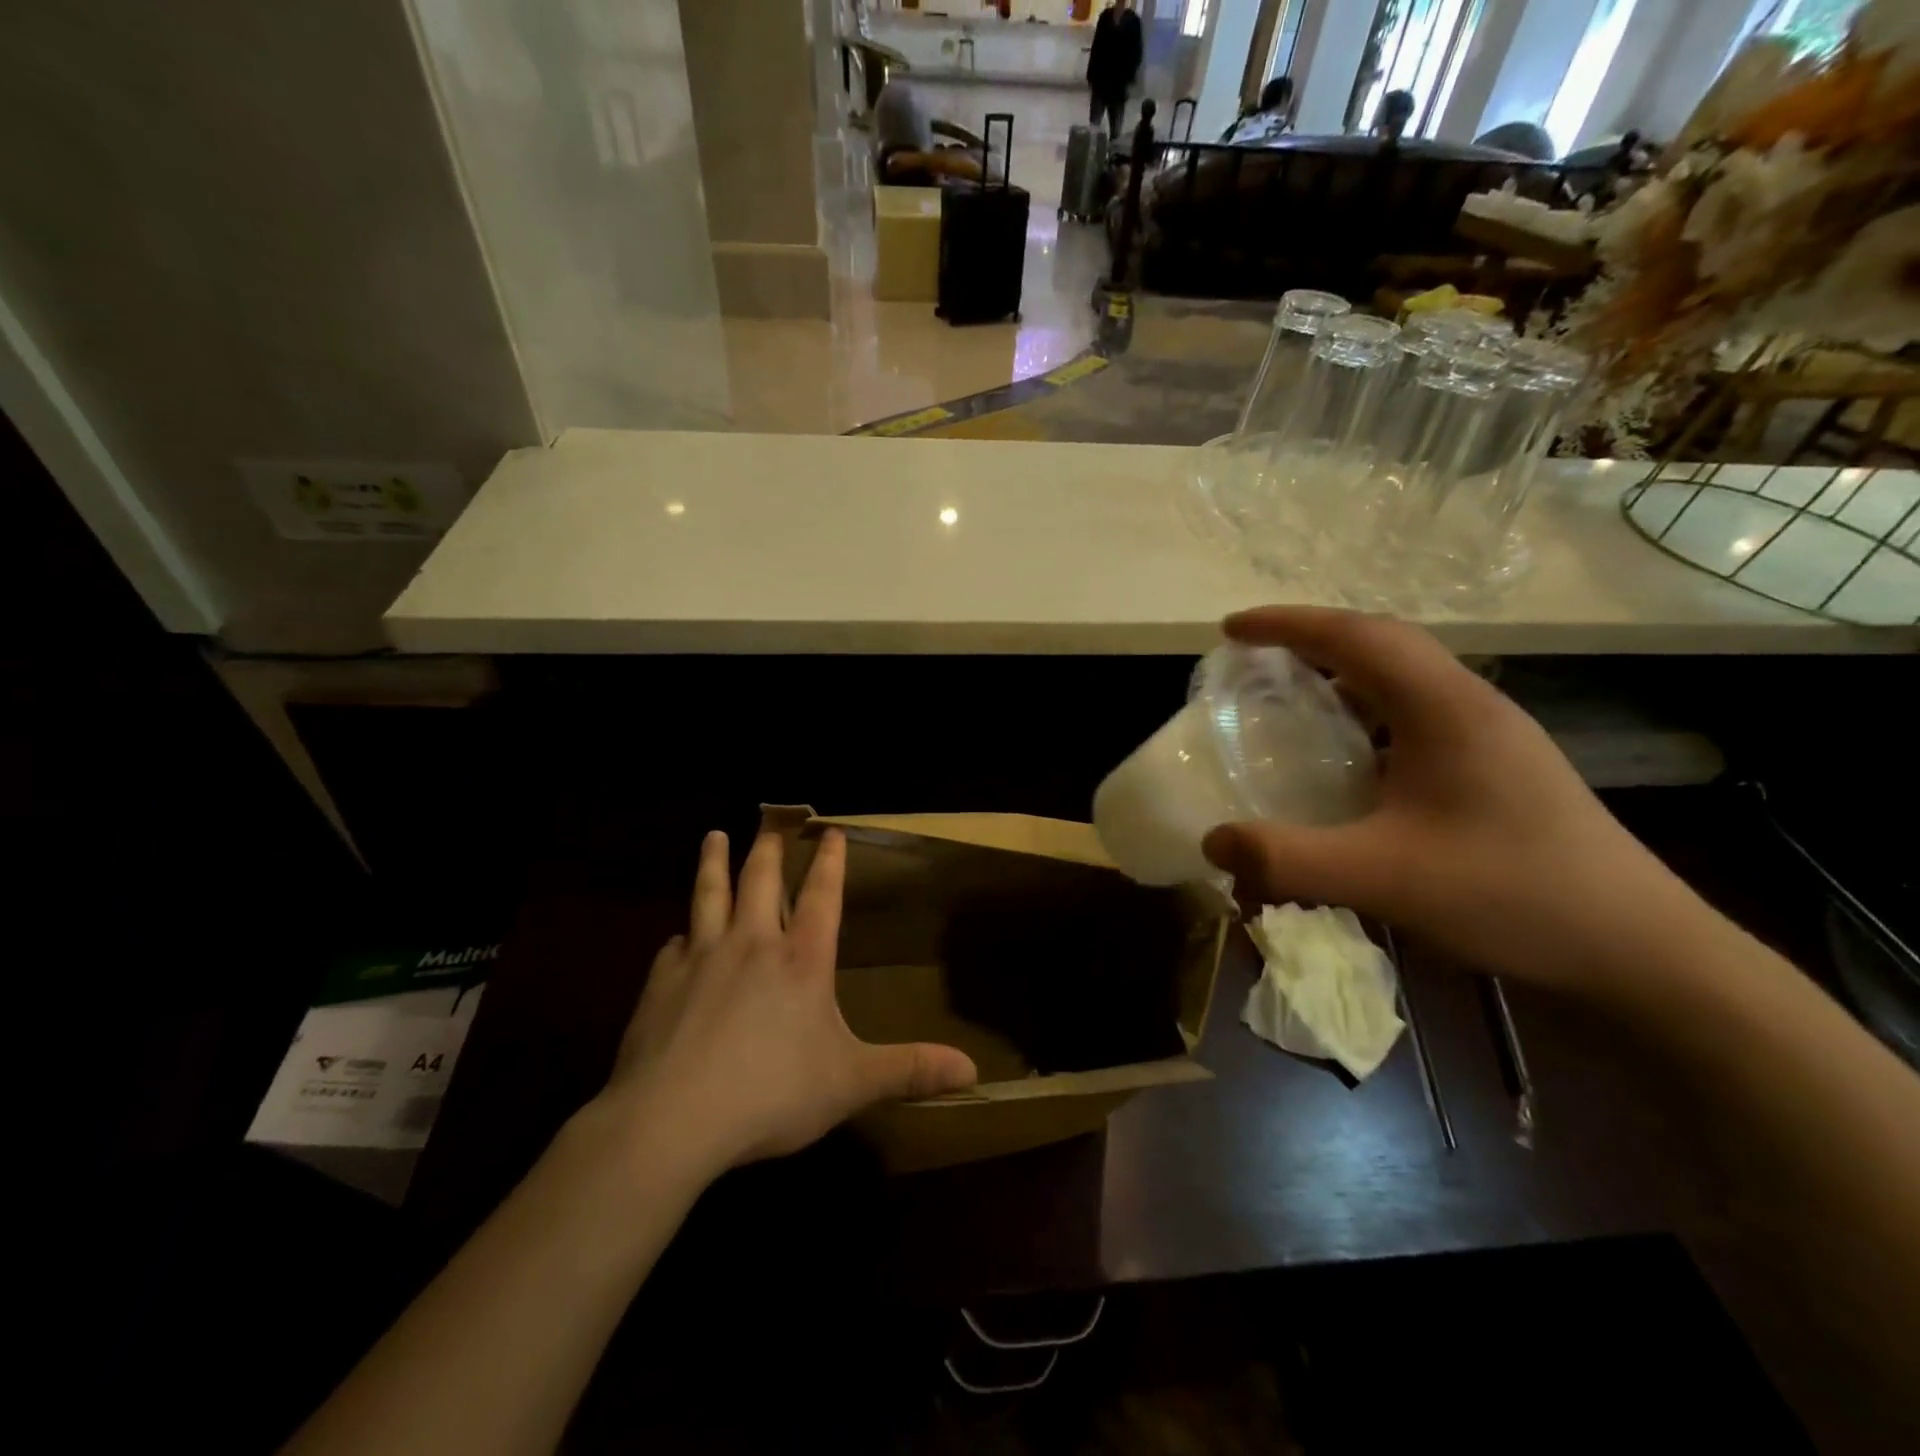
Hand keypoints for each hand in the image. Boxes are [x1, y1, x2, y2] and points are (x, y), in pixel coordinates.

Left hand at [596, 829, 977, 1172]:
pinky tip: (676, 938)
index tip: (831, 832)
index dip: (830, 863)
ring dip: (714, 864)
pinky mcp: (661, 983)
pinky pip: (673, 947)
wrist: (673, 1119)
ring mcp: (702, 958)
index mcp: (802, 960)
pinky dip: (680, 936)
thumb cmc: (772, 1094)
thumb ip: (909, 1071)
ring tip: (713, 836)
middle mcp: (753, 945)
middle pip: (761, 882)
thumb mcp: (851, 1083)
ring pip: (709, 895)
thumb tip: (974, 1071)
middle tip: (771, 824)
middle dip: (769, 850)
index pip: (822, 896)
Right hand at [1201, 608, 1688, 997]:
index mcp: (1445, 709)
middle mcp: (1470, 706)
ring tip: (1290, 696)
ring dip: (1341, 674)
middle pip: (1382, 643)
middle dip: (1311, 638)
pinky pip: (1414, 716)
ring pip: (1402, 679)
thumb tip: (1212, 840)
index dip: (1288, 624)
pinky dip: (1365, 714)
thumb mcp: (1385, 878)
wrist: (1640, 951)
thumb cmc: (1514, 897)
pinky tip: (1347, 757)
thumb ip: (1289, 859)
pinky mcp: (1496, 768)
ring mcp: (1490, 736)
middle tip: (1254, 657)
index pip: (1356, 636)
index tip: (1231, 630)